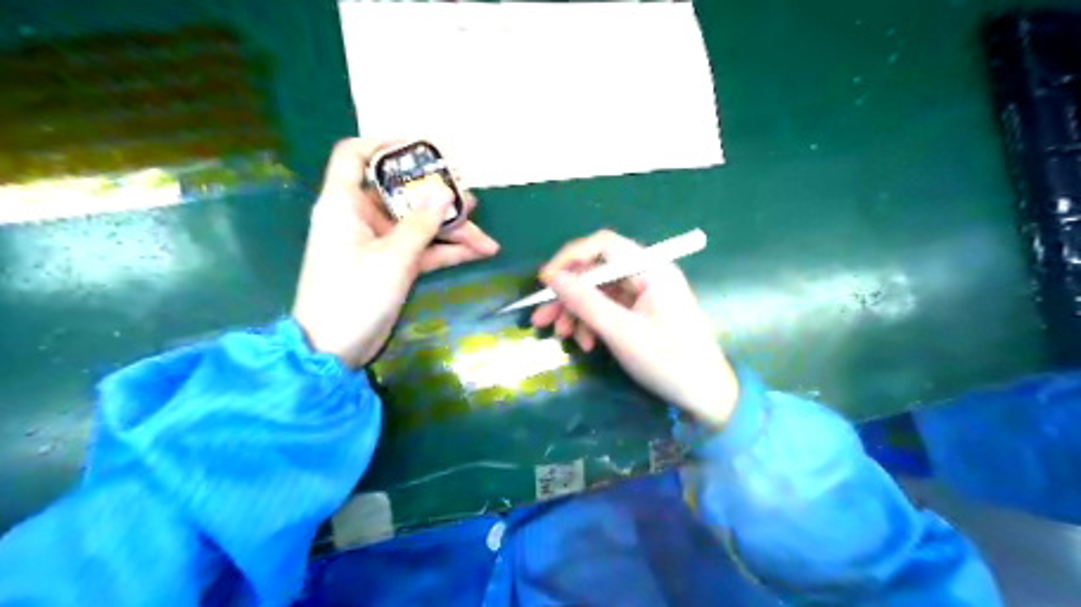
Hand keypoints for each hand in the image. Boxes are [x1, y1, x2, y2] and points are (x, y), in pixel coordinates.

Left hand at [295, 137, 498, 365]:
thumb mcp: (392, 257)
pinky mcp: (392, 265)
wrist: (334, 350)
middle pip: (401, 193)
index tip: (423, 147)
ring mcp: (379, 243)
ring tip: (486, 236)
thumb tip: (446, 192)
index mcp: (345, 204)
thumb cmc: (353, 295)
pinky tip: (478, 252)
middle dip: (437, 197)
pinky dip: (448, 251)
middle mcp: (361, 217)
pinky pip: (423, 249)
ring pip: (418, 224)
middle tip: (470, 199)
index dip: (385, 144)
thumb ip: (421, 223)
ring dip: (451, 230)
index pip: (355, 156)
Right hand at [534, 230, 739, 424]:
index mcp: (651, 269)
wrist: (706, 396)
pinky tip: (587, 344)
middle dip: (568, 295)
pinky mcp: (643, 313)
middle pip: (598, 272)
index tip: (545, 281)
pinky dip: (594, 323)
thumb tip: (552, 278)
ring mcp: (646, 295)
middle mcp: (648, 275)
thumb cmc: (668, 361)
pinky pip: (610, 309)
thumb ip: (585, 302)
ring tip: (562, 336)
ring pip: (600, 293)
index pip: (603, 245)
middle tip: (541, 319)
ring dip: (577, 312)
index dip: (570, 258)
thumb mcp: (621, 333)